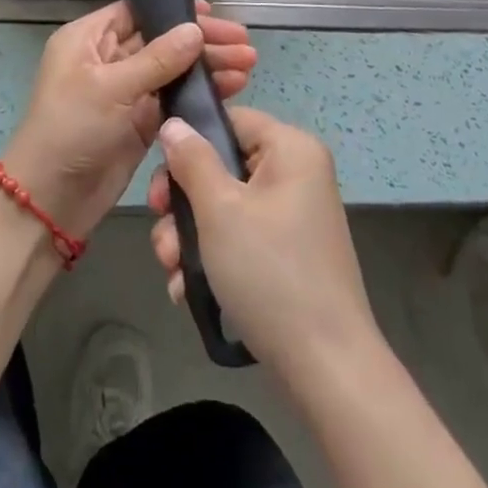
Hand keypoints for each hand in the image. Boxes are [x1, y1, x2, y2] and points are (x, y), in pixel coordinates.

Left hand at [1, 0, 255, 238]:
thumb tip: (195, 30)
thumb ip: (157, 59)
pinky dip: (200, 93)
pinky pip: (174, 98)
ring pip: (172, 70)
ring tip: (249, 65)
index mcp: (89, 39)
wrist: (50, 200)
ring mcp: (125, 91)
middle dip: (201, 41)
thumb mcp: (111, 88)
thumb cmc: (71, 130)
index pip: (137, 11)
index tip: (214, 14)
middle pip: (161, 39)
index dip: (175, 10)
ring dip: (207, 67)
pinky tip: (232, 89)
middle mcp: (107, 58)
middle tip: (244, 44)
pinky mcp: (139, 121)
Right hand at [149, 107, 377, 378]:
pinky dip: (212, 257)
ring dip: (190, 236)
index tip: (161, 177)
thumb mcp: (219, 209)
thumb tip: (174, 124)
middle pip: (222, 166)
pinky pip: (241, 237)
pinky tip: (186, 289)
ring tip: (171, 269)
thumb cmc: (269, 272)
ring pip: (225, 206)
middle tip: (162, 231)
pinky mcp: (288, 254)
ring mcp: (293, 216)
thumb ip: (192, 160)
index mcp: (291, 149)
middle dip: (183, 203)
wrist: (326, 368)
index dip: (191, 141)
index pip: (231, 119)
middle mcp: (296, 175)